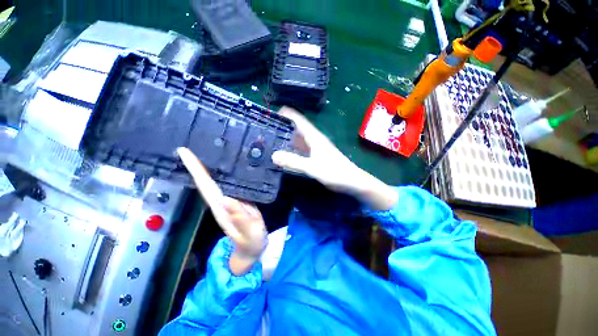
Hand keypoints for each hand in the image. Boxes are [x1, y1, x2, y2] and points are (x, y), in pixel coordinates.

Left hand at [177, 148, 266, 274]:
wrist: (253, 247)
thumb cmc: (251, 241)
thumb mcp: (249, 232)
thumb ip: (239, 218)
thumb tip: (226, 198)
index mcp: (221, 208)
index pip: (205, 186)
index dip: (195, 169)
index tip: (183, 152)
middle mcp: (221, 201)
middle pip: (206, 180)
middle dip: (198, 162)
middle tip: (193, 143)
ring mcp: (229, 199)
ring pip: (216, 180)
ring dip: (209, 165)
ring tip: (209, 148)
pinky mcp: (238, 198)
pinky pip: (229, 182)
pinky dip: (226, 171)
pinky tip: (229, 163)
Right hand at [272, 107, 398, 210]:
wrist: (352, 181)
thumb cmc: (335, 172)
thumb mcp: (312, 167)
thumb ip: (294, 162)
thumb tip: (274, 156)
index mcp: (314, 137)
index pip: (300, 120)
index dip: (288, 114)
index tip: (273, 113)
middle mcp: (315, 140)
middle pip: (298, 129)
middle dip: (284, 127)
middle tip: (267, 129)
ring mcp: (317, 148)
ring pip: (300, 139)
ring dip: (288, 137)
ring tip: (273, 139)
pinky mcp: (318, 156)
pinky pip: (303, 149)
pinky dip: (294, 148)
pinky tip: (287, 153)